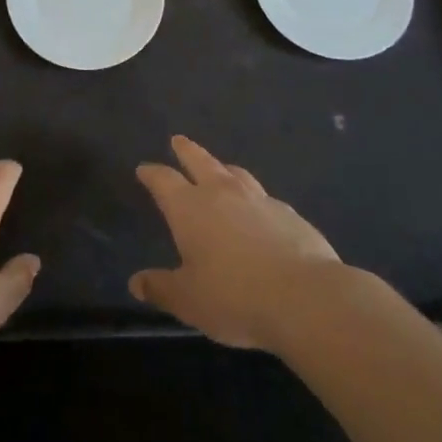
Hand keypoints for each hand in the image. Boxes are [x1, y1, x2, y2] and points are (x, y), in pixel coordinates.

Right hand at [130, 135, 342, 350]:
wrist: (304, 297)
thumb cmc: (234, 297)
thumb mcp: (189, 301)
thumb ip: (161, 288)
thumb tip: (136, 283)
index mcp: (189, 208)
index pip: (164, 181)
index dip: (151, 173)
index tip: (144, 169)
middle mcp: (222, 194)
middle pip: (200, 161)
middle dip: (186, 150)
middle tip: (178, 140)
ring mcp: (259, 200)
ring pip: (236, 173)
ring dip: (223, 168)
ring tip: (220, 168)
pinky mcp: (289, 214)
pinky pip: (265, 198)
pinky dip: (255, 198)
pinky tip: (259, 210)